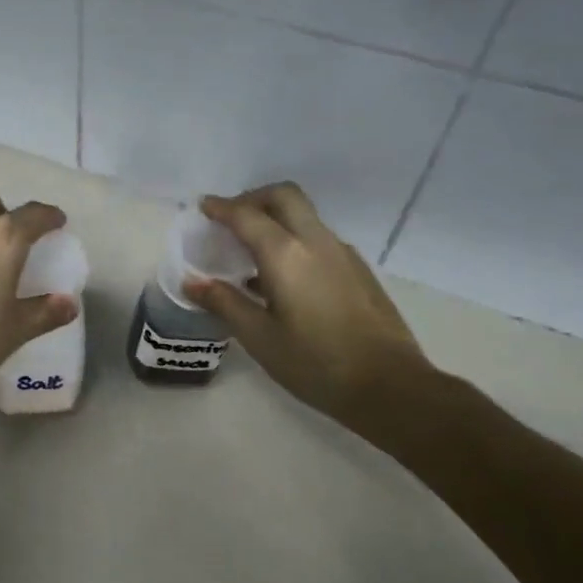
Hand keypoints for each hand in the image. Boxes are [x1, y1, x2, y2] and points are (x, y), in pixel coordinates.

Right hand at [182, 183, 435, 426]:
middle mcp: (316, 242)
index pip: (246, 215)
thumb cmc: (315, 363)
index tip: (202, 207)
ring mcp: (342, 253)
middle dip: (253, 198)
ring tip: (251, 250)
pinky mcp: (358, 270)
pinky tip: (283, 277)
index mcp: (286, 254)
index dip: (221, 208)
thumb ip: (224, 303)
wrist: (390, 386)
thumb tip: (192, 282)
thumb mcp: (259, 337)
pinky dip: (293, 239)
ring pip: (304, 216)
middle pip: (284, 196)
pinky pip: (318, 238)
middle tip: (230, 219)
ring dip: (275, 218)